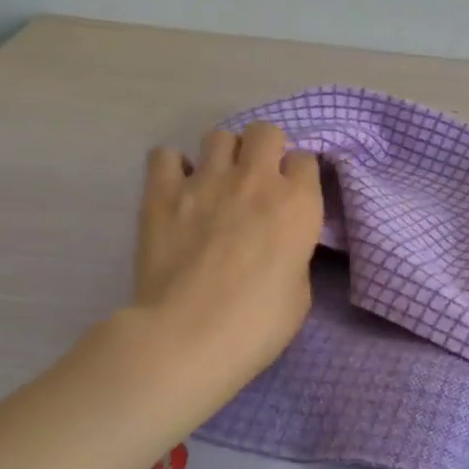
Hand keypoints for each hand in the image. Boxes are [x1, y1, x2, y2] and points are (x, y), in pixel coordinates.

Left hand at [126, 122, 323, 411]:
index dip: (299, 177)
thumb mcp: (300, 291)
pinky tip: (177, 190)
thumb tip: (279, 243)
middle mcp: (256, 180)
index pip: (306, 160)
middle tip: (258, 182)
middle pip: (266, 132)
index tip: (292, 197)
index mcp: (298, 204)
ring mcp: (206, 180)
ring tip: (217, 183)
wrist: (188, 336)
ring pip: (219, 136)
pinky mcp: (162, 193)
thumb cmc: (258, 324)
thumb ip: (293, 253)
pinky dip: (173, 167)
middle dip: (266, 150)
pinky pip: (165, 154)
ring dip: (224, 155)